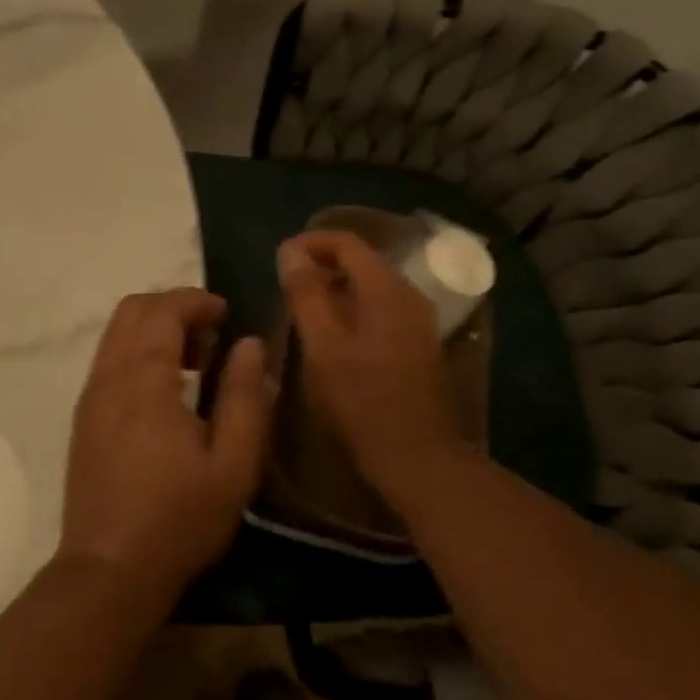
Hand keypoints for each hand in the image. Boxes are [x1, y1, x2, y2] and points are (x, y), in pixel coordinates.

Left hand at [60, 289, 271, 602]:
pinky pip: (109, 357)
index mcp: (144, 380)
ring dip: (154, 328)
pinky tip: (166, 389)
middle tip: (211, 336)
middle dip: (173, 307)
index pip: (163, 310)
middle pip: (133, 309)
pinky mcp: (84, 416)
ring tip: (193, 362)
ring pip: (117, 332)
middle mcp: (109, 376)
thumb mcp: (232, 465)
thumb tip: (249, 344)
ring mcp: (91, 395)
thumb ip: (244, 397)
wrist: (108, 572)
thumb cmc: (178, 519)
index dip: (196, 301)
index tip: (227, 314)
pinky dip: (138, 350)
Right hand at [278, 230, 462, 509]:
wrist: (418, 458)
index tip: (280, 257)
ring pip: (372, 284)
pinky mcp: (419, 343)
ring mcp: (418, 320)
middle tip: (288, 281)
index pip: (347, 242)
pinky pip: (382, 307)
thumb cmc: (362, 400)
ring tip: (305, 305)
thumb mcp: (322, 345)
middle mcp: (408, 294)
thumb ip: (305, 293)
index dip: (311, 242)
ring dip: (337, 285)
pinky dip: (354, 305)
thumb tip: (290, 250)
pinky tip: (334, 332)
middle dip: (323, 262)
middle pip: (363, 260)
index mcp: (386, 288)